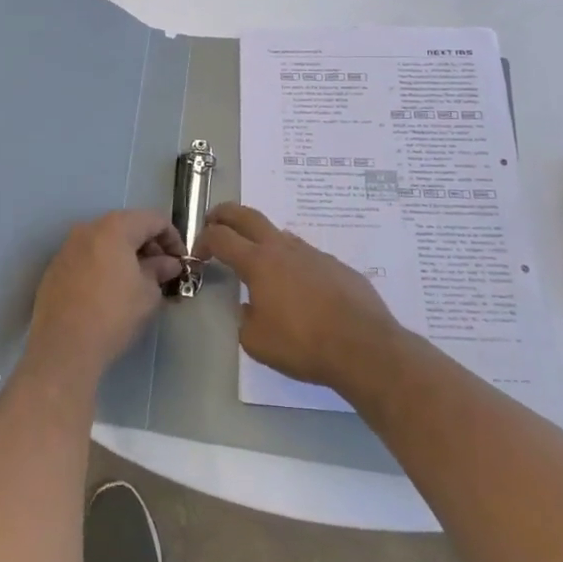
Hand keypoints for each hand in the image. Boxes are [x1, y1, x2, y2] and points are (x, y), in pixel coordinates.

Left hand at [24, 210, 184, 384]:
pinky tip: (110, 291)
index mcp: (115, 227)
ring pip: (105, 242)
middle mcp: (88, 228)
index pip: (153, 219)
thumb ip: (160, 271)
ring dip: (126, 256)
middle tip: (162, 273)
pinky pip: (88, 257)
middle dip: (149, 246)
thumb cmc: (113, 315)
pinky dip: (104, 265)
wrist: (63, 347)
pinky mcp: (55, 267)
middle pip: (127, 226)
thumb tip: (168, 263)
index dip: (173, 238)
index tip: (181, 262)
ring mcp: (68, 246)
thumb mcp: (148, 294)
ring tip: (138, 283)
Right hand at [201, 203, 401, 391]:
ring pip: (280, 235)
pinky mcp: (337, 266)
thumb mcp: (256, 341)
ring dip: (262, 240)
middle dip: (226, 214)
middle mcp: (283, 248)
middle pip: (248, 216)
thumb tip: (250, 306)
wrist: (364, 348)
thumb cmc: (303, 344)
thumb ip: (245, 318)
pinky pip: (307, 257)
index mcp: (258, 262)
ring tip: (259, 262)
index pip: (221, 237)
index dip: (204, 240)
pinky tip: (301, 291)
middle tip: (214, 220)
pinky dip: (294, 264)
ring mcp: (313, 254)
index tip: (199, 253)